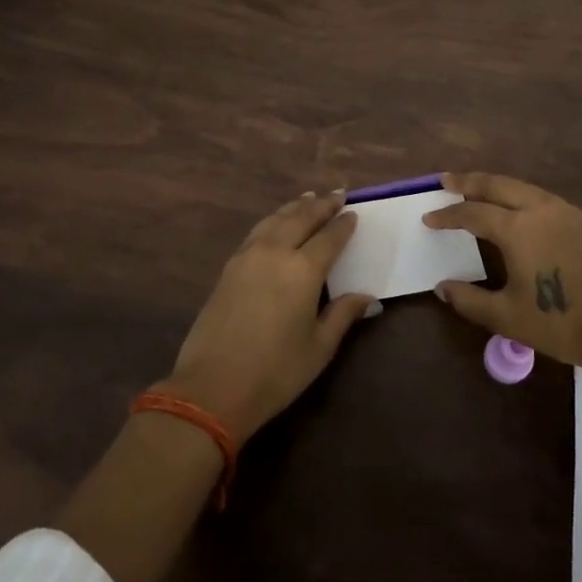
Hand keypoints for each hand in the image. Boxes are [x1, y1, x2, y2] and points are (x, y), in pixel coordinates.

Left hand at [160, 191, 374, 440]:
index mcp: (303, 270)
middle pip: (301, 219)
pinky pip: (257, 231)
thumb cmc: (275, 372)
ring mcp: (248, 257)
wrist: (212, 387)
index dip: (343, 225)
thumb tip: (368, 297)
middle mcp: (276, 253)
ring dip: (295, 207)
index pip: (329, 238)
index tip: (354, 213)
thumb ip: (343, 315)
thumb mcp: (319, 347)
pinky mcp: (229, 267)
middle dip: (321, 205)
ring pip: (275, 220)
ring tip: (308, 198)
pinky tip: (276, 223)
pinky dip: (272, 220)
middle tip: (337, 194)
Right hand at [423, 172, 581, 372]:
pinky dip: (516, 193)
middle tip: (446, 181)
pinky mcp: (579, 221)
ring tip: (474, 188)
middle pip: (497, 185)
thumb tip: (442, 287)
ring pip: (520, 186)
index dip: (448, 215)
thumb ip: (469, 300)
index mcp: (518, 229)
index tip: (428, 218)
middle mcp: (539, 209)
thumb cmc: (560, 323)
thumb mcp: (506, 317)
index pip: (473, 213)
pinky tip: (512, 205)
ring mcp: (563, 212)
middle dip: (469, 181)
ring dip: (494, 184)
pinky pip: (538, 195)